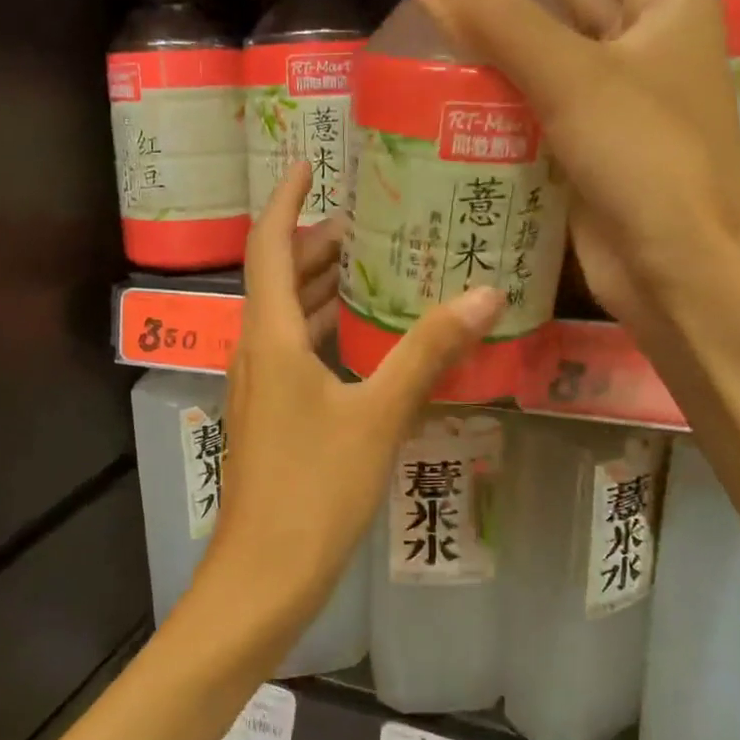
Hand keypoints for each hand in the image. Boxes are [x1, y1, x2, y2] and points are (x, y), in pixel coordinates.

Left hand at [188, 162, 503, 636]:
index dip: (285, 201)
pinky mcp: (269, 419)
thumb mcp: (377, 416)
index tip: (309, 165)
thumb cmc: (314, 490)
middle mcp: (255, 353)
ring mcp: (258, 389)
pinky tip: (365, 344)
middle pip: (277, 280)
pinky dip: (323, 334)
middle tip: (371, 224)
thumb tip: (484, 294)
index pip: (267, 247)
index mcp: (270, 338)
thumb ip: (427, 353)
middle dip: (315, 246)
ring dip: (320, 291)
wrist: (263, 574)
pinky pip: (293, 355)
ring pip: (285, 320)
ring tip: (374, 271)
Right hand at [409, 0, 739, 325]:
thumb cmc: (647, 160)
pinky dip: (503, 94)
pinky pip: (540, 105)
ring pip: (553, 51)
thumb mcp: (574, 78)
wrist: (678, 269)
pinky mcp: (589, 148)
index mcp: (668, 0)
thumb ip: (502, 21)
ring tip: (435, 27)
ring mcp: (618, 99)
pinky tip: (454, 92)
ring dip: (503, 39)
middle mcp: (646, 42)